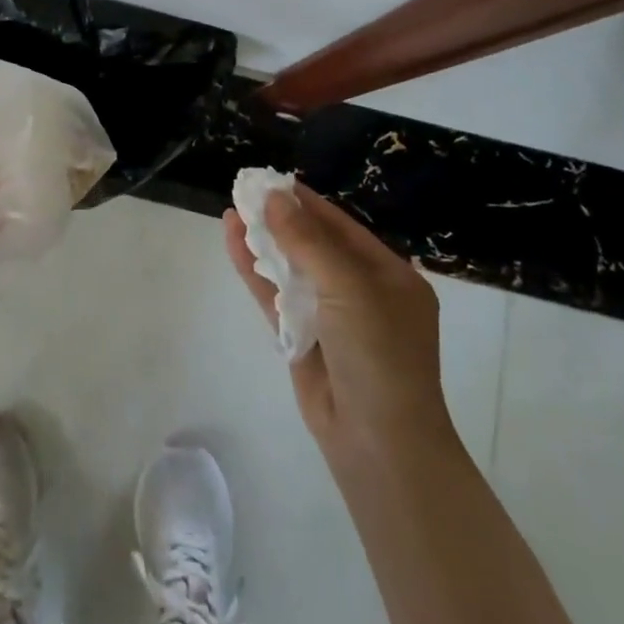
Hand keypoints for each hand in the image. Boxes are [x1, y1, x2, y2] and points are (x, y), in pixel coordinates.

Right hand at [225, 183, 452, 472]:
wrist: (378, 443)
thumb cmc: (378, 355)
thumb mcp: (350, 289)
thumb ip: (308, 241)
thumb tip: (274, 198)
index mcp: (390, 277)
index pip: (343, 227)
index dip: (307, 202)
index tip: (272, 179)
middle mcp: (361, 292)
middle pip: (314, 244)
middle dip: (281, 218)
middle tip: (246, 189)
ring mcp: (330, 316)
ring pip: (291, 268)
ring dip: (264, 240)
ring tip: (233, 209)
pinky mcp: (300, 337)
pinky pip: (275, 294)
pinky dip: (255, 268)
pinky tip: (233, 240)